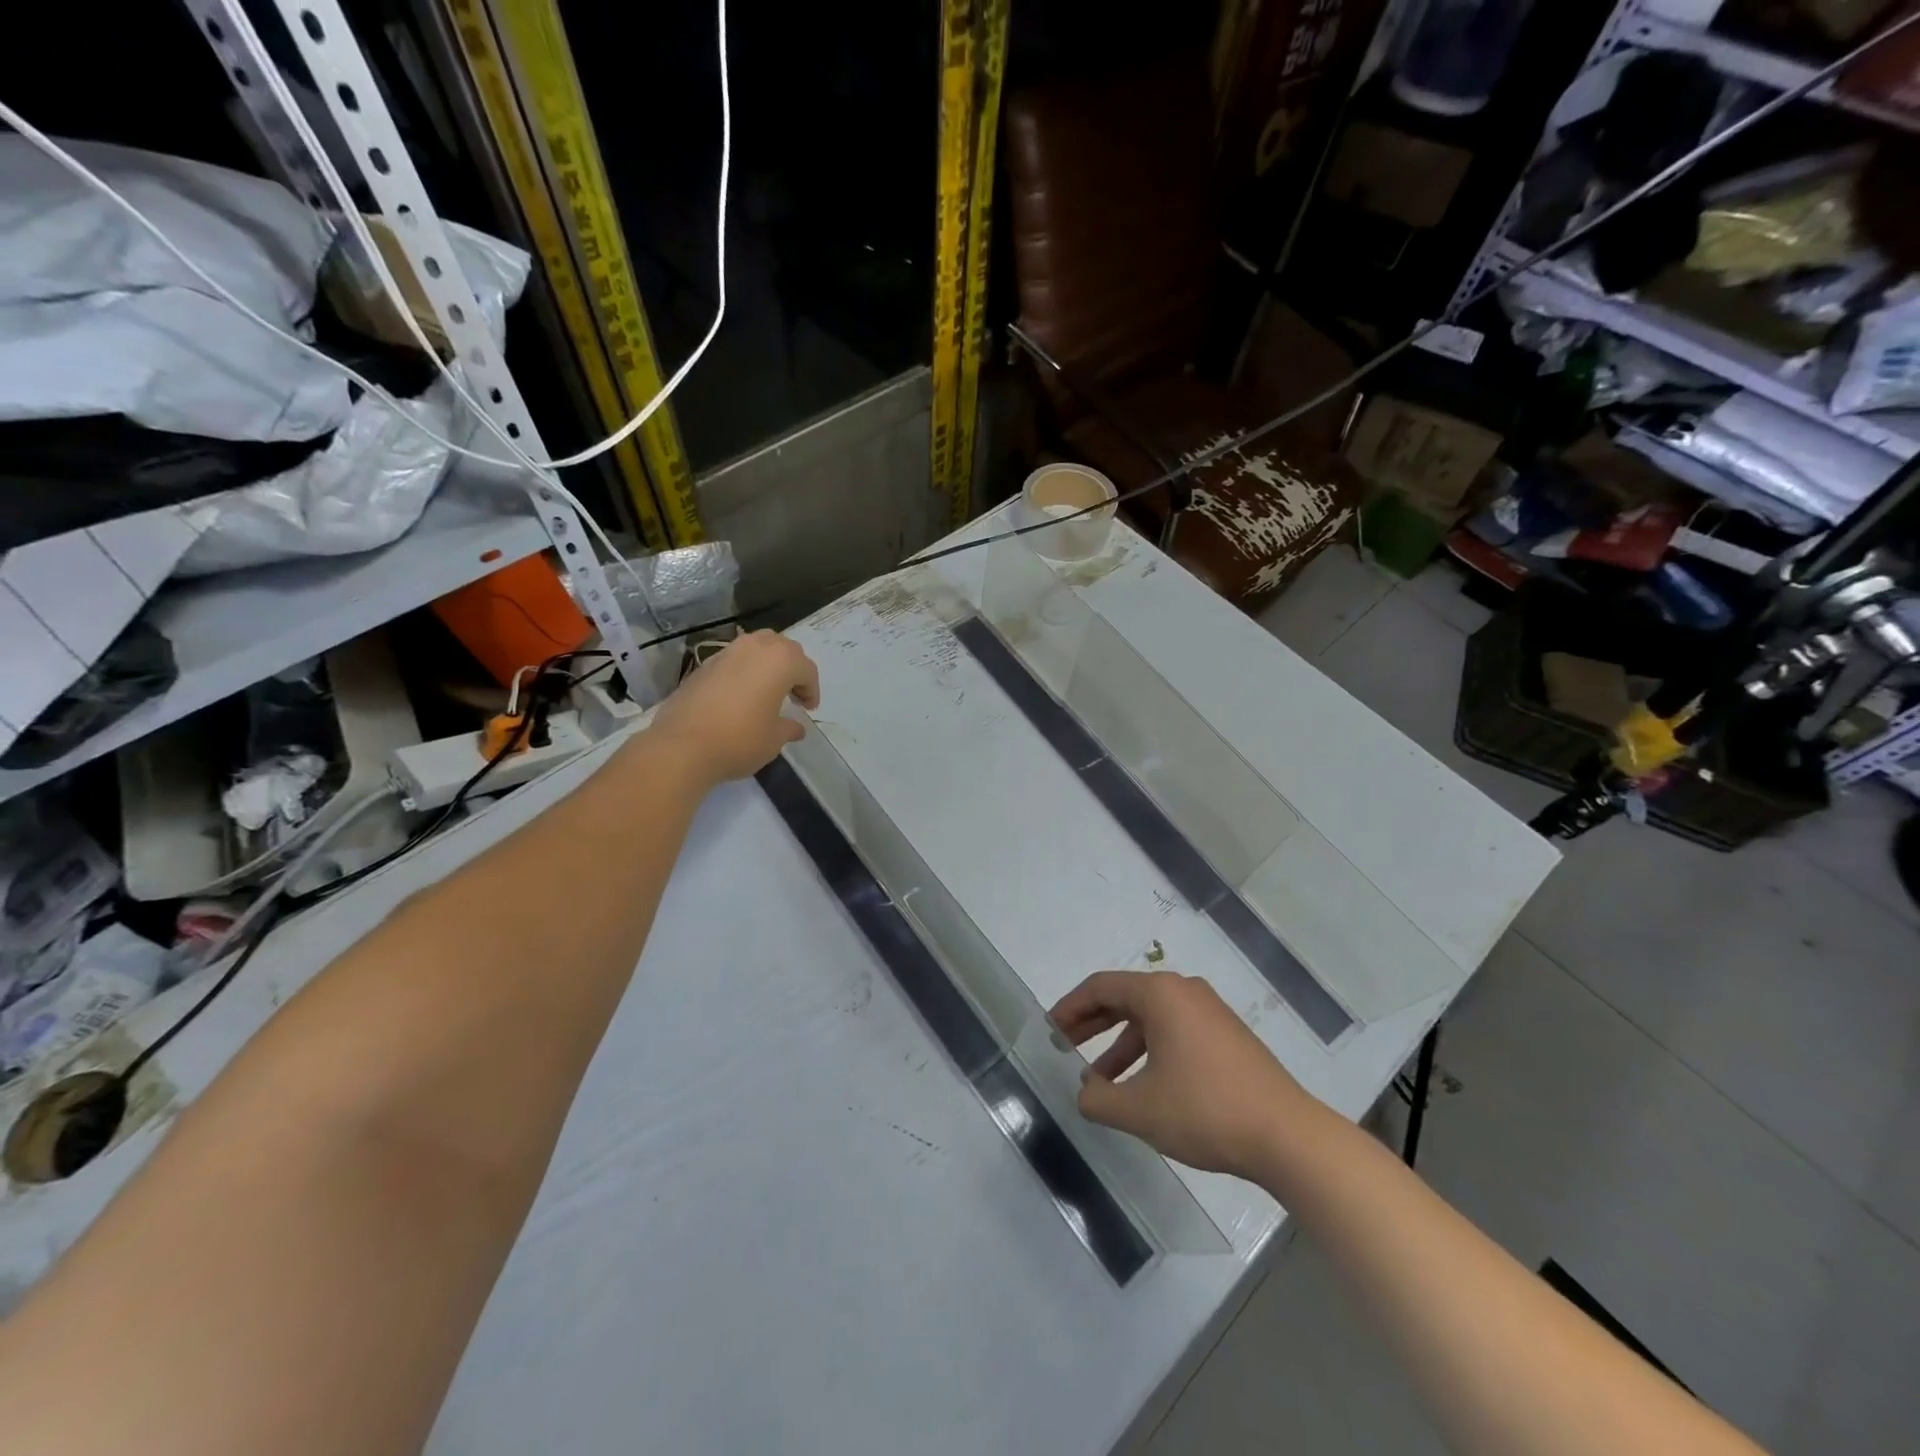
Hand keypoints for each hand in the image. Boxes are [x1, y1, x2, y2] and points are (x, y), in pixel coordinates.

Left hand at [649, 631, 819, 786]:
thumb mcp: (774, 739)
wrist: (683, 746)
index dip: (812, 689)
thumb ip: (789, 728)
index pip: (806, 669)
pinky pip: (734, 660)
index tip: (808, 709)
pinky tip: (740, 696)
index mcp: (780, 661)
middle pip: (783, 649)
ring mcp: (726, 652)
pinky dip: (744, 671)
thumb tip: (796, 728)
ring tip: (767, 690)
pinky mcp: (703, 664)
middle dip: (792, 669)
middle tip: (793, 694)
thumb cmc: (740, 740)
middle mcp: (754, 647)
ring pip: (756, 648)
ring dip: (767, 665)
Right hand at [1050, 971, 1319, 1179]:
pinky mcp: (1226, 1035)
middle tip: (1063, 1045)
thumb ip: (1098, 1100)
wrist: (1288, 1136)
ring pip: (1149, 1018)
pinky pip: (1173, 1030)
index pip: (1100, 987)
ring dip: (1119, 1044)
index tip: (1049, 1030)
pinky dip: (1148, 1050)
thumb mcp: (1140, 1110)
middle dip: (1091, 1023)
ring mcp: (1209, 1011)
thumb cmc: (1205, 1111)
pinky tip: (1141, 1086)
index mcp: (1160, 994)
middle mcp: (1183, 991)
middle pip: (1124, 998)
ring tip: (1098, 1080)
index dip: (1069, 1007)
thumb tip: (1083, 1093)